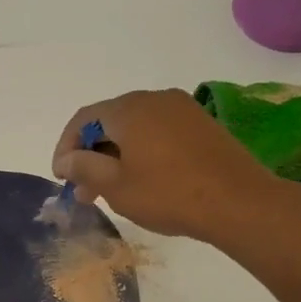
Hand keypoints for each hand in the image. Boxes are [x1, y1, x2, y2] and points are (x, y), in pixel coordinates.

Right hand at [52, 89, 295, 244]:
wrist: (239, 202)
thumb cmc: (169, 194)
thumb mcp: (116, 186)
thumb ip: (84, 167)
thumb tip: (66, 158)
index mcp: (129, 109)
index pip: (83, 119)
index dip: (66, 147)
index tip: (61, 178)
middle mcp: (154, 99)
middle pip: (110, 121)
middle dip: (91, 154)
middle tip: (83, 190)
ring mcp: (182, 110)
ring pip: (136, 128)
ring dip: (117, 155)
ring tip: (111, 190)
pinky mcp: (202, 125)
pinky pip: (159, 133)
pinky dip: (142, 152)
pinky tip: (143, 180)